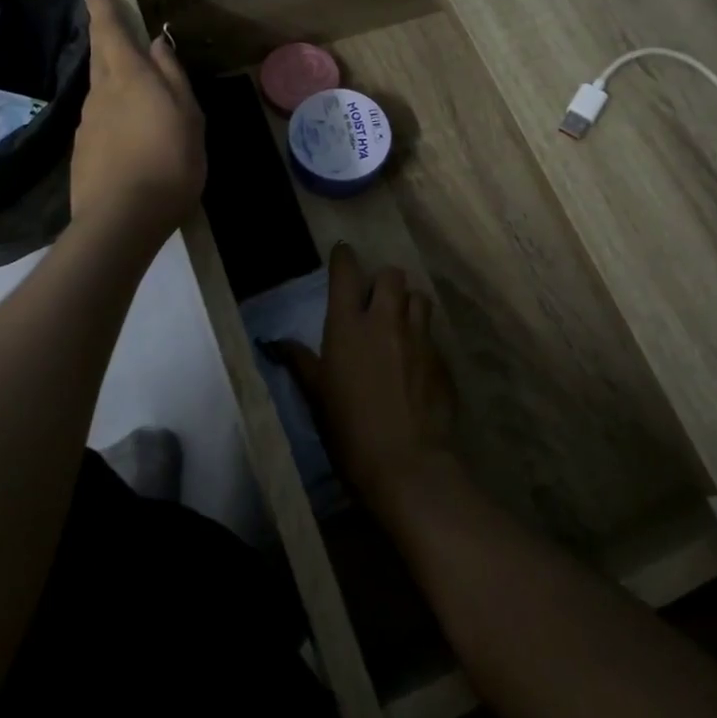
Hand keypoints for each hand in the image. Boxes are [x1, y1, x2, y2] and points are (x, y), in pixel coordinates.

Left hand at [71, 0, 205, 239]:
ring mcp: (88, 123)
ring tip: (131, 81)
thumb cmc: (169, 161)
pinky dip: (112, 111)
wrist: (122, 219)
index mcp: (129, 77)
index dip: (101, 4)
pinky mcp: (83, 150)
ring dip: (111, 75)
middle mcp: (101, 92)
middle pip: (100, 54)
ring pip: (100, 87)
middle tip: (106, 15)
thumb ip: (172, 77)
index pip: (110, 29)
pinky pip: (100, 117)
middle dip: (102, 31)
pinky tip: (128, 130)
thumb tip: (156, 44)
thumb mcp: (188, 116)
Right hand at [265, 243, 457, 511]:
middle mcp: (386, 321)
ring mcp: (418, 338)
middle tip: (375, 301)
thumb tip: (275, 342)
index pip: (346, 273)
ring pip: (419, 298)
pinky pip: (432, 334)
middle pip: (392, 275)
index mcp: (348, 326)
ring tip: (399, 324)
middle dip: (383, 281)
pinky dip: (422, 338)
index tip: (343, 253)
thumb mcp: (316, 396)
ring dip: (408, 304)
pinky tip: (415, 362)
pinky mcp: (441, 359)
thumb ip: (300, 362)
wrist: (405, 464)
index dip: (344, 258)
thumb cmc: (348, 430)